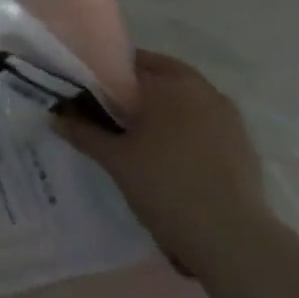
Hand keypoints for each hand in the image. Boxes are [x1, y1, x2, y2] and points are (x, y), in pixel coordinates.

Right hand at [55, 49, 270, 276]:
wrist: (229, 236)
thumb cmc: (164, 185)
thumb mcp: (114, 159)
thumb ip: (83, 132)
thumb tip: (56, 116)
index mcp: (170, 84)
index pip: (131, 62)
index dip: (106, 73)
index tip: (89, 90)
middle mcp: (203, 90)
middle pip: (162, 76)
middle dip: (136, 87)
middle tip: (109, 110)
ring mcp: (228, 116)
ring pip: (186, 98)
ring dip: (163, 106)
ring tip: (138, 132)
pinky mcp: (242, 142)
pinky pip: (205, 121)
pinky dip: (185, 127)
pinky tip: (169, 154)